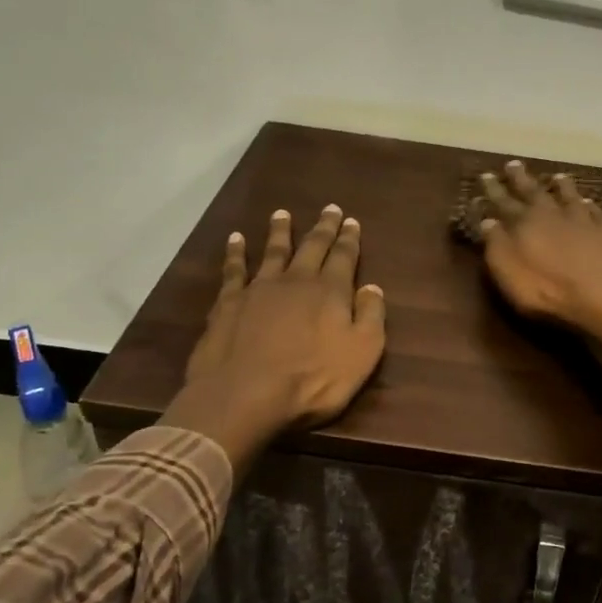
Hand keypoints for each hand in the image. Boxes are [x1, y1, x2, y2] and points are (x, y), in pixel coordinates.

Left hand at [164, 205, 386, 465]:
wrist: (246, 393)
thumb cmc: (313, 379)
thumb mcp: (362, 353)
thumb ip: (370, 316)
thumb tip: (372, 287)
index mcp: (330, 291)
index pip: (344, 257)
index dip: (349, 239)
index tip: (352, 221)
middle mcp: (296, 281)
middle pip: (312, 247)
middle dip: (323, 228)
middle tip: (329, 208)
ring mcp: (259, 289)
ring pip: (273, 251)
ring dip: (280, 232)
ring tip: (282, 214)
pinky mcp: (229, 303)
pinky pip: (234, 270)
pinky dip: (236, 252)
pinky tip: (236, 239)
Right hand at [473, 161, 601, 336]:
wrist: (601, 298)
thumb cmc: (546, 290)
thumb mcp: (508, 271)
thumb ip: (497, 244)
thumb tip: (488, 220)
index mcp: (525, 223)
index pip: (504, 201)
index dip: (494, 189)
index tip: (486, 175)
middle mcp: (553, 214)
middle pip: (535, 191)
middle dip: (522, 179)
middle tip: (514, 164)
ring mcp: (583, 221)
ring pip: (569, 196)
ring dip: (561, 186)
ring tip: (557, 176)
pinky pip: (595, 212)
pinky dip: (589, 205)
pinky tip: (589, 202)